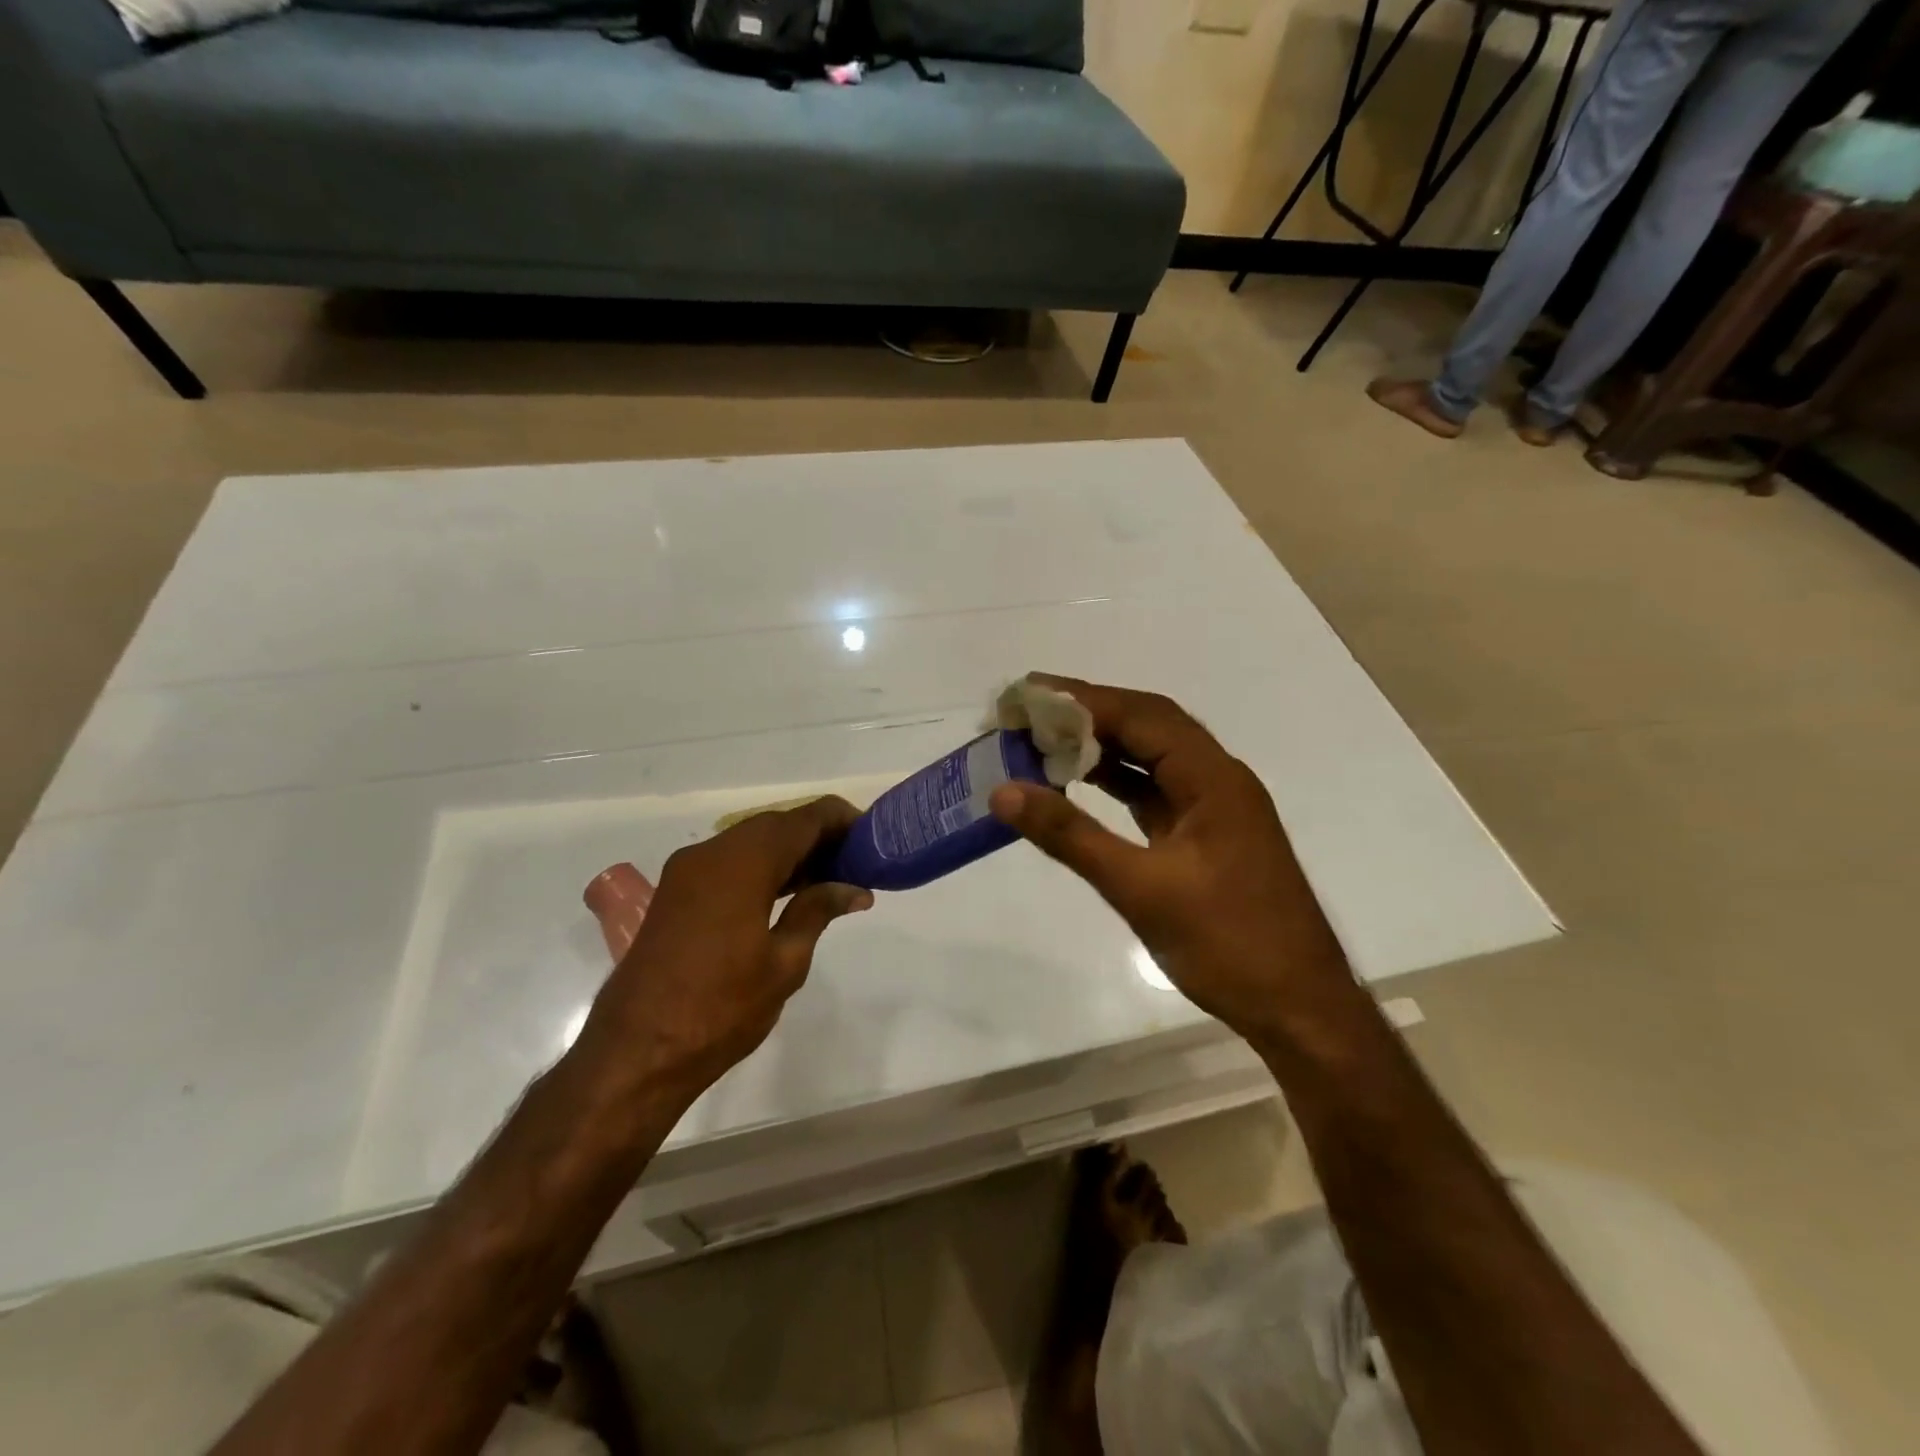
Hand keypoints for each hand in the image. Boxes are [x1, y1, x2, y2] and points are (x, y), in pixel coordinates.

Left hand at [576, 797, 872, 1101]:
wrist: (635, 1053)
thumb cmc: (720, 1009)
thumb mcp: (784, 962)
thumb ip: (817, 911)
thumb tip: (854, 889)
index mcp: (741, 863)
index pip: (803, 819)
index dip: (841, 820)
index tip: (872, 837)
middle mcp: (710, 853)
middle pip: (776, 825)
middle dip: (818, 836)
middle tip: (856, 862)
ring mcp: (686, 872)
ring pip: (750, 842)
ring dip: (790, 852)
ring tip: (831, 878)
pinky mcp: (675, 893)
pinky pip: (729, 862)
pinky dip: (763, 867)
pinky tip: (789, 893)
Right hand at [989, 677, 1349, 1039]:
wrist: (1298, 1007)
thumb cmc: (1227, 943)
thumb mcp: (1140, 888)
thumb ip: (1071, 836)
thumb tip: (1005, 792)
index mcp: (1214, 779)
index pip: (1143, 716)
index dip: (1084, 700)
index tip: (1029, 691)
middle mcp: (1218, 780)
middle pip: (1149, 727)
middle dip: (1089, 714)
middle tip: (1030, 711)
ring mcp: (1214, 809)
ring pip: (1152, 759)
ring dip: (1102, 747)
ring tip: (1044, 740)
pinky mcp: (1206, 836)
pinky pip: (1155, 792)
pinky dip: (1117, 782)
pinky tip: (1080, 784)